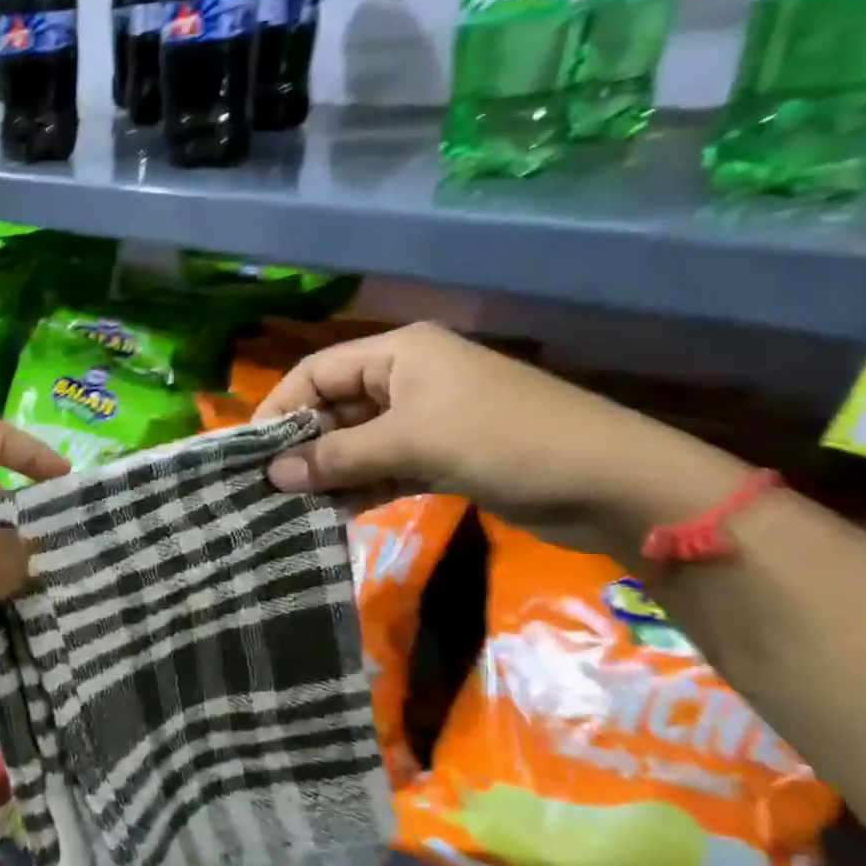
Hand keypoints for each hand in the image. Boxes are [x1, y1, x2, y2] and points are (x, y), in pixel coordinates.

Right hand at [254, 323, 748, 557]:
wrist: (614, 484)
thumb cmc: (505, 441)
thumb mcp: (412, 443)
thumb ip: (337, 457)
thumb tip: (271, 474)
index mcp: (399, 353)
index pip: (315, 372)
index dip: (280, 407)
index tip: (250, 451)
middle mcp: (406, 378)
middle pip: (333, 407)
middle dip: (303, 446)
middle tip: (268, 485)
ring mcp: (425, 417)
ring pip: (356, 441)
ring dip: (329, 471)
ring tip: (294, 505)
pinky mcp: (442, 453)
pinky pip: (383, 465)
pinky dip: (359, 485)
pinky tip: (334, 512)